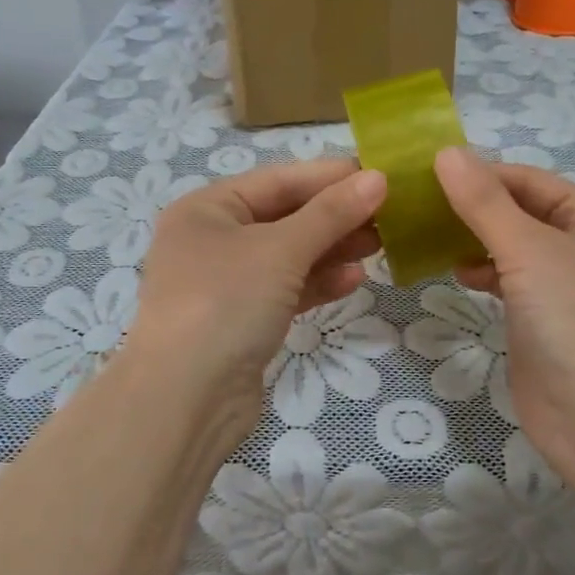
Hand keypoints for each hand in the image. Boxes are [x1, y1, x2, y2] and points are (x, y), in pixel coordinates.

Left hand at [127, 159, 386, 448]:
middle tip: (389, 214)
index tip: (380, 176)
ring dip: (332, 249)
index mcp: (207, 209)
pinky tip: (354, 280)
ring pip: (288, 256)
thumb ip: (330, 213)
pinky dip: (317, 283)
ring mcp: (224, 283)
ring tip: (380, 244)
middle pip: (284, 217)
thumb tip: (377, 179)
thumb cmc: (225, 302)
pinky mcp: (240, 321)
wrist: (185, 399)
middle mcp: (211, 240)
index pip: (277, 180)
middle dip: (335, 216)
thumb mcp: (281, 249)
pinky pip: (285, 290)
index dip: (329, 176)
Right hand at [434, 147, 574, 483]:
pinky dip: (483, 274)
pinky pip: (510, 284)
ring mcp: (566, 290)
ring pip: (513, 249)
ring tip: (428, 236)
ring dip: (475, 240)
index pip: (531, 181)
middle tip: (418, 205)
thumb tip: (447, 152)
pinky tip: (456, 273)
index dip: (482, 173)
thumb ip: (485, 202)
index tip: (426, 174)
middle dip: (474, 207)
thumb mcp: (529, 249)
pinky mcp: (545, 325)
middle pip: (522, 213)